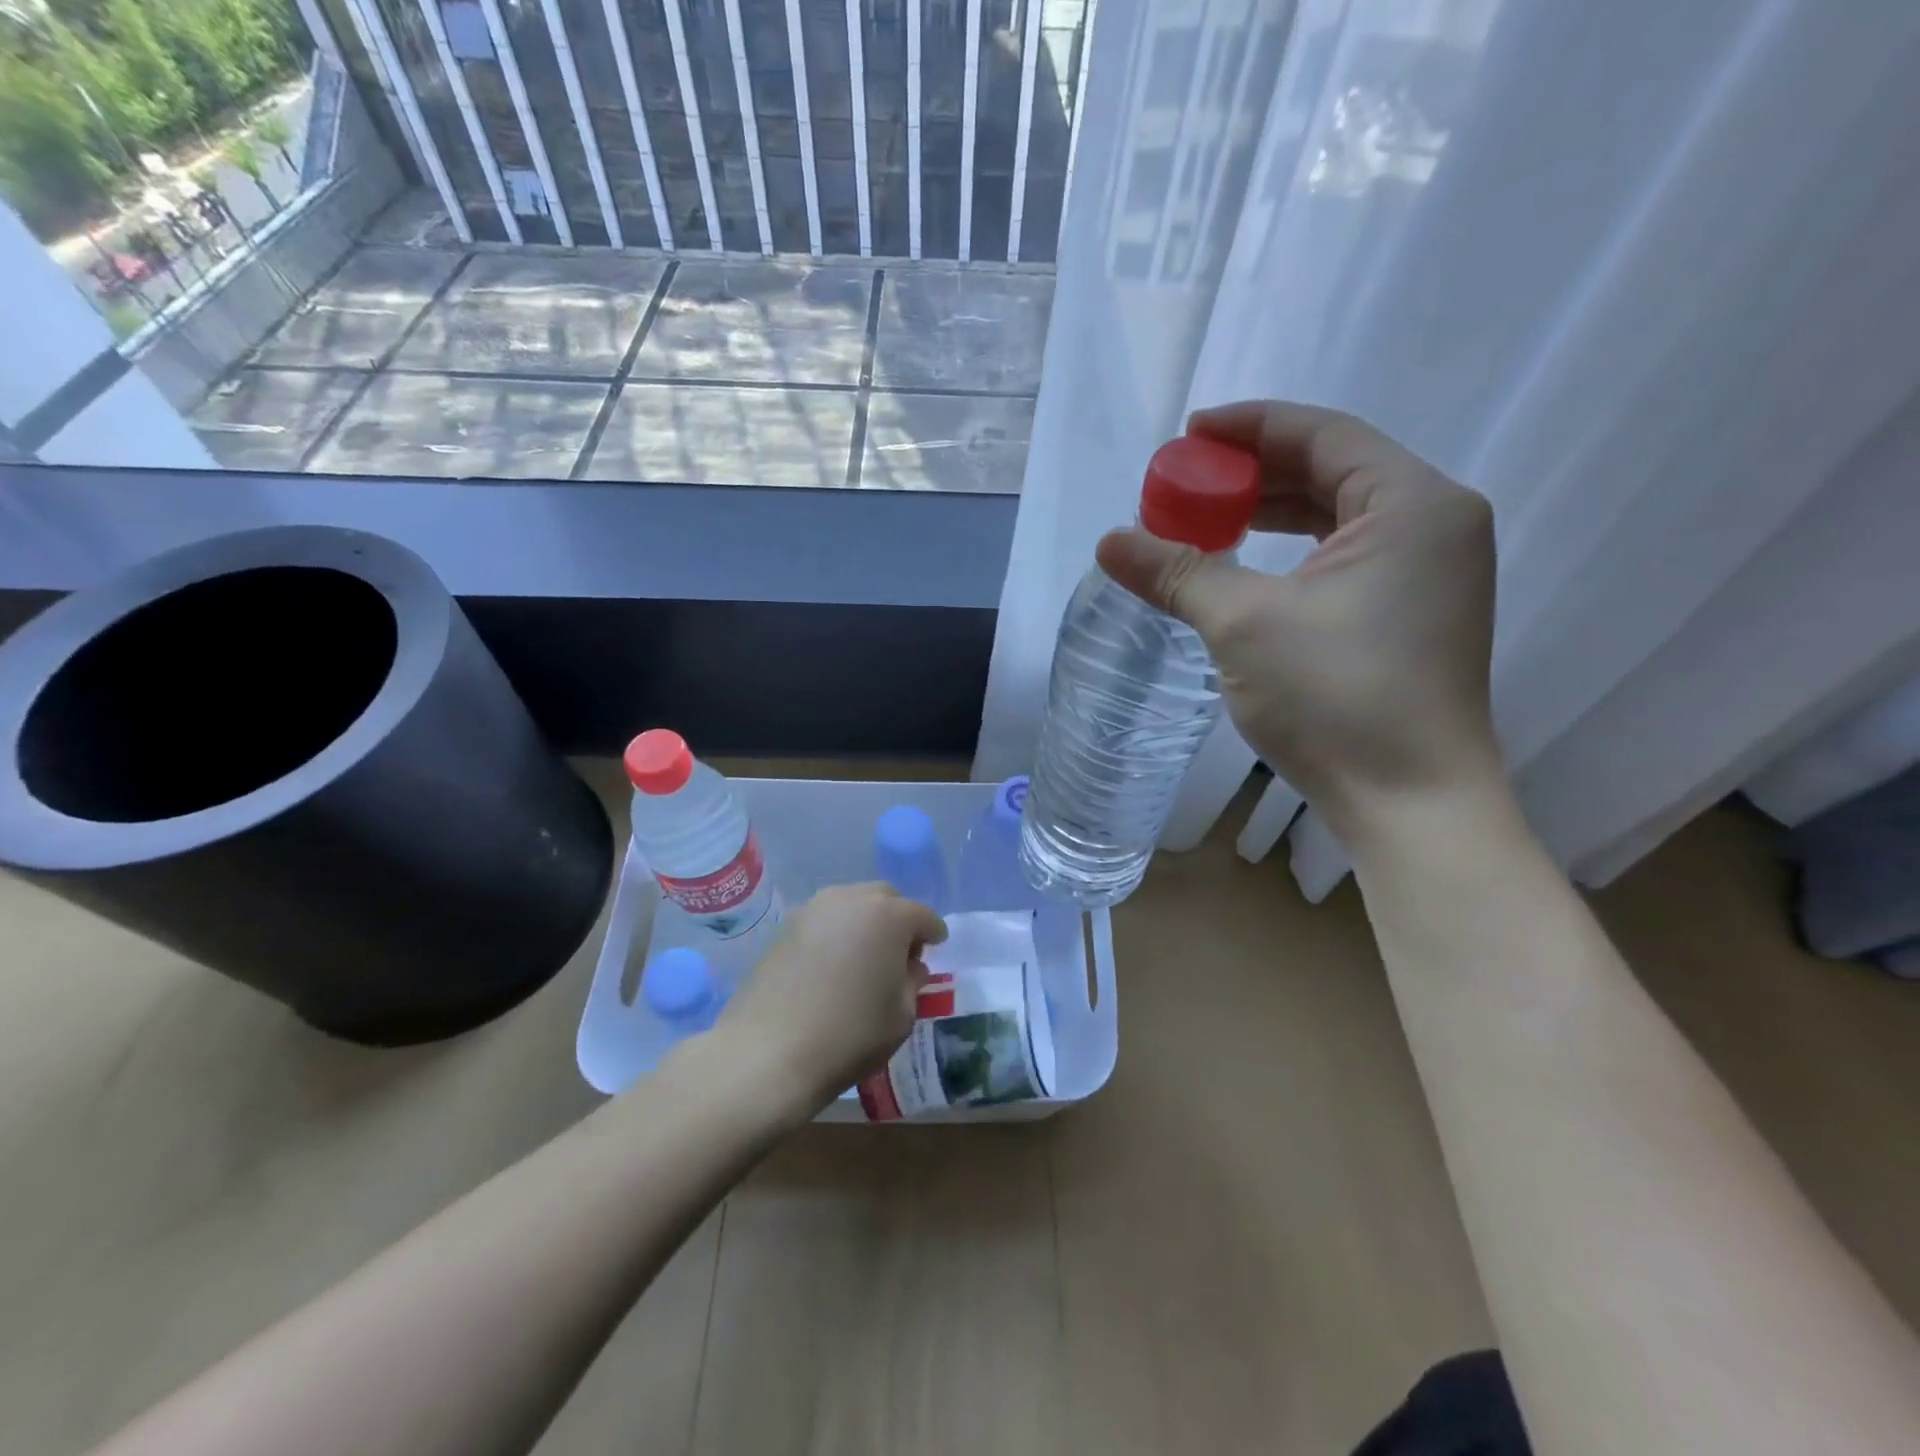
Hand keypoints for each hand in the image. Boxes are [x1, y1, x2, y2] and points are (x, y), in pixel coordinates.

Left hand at [718, 884, 946, 1113]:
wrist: (768, 1053)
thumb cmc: (849, 1035)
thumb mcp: (900, 1016)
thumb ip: (912, 982)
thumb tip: (911, 966)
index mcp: (890, 916)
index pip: (922, 916)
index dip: (933, 933)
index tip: (936, 947)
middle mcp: (852, 899)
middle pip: (886, 898)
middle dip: (898, 919)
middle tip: (900, 952)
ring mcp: (814, 909)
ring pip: (852, 903)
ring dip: (865, 921)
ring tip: (864, 955)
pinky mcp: (786, 926)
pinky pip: (824, 919)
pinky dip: (836, 932)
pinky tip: (833, 962)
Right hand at [1096, 401, 1500, 839]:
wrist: (1410, 803)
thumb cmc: (1336, 698)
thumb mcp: (1243, 624)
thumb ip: (1176, 572)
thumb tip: (1108, 542)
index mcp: (1411, 503)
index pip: (1322, 434)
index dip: (1248, 428)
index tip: (1188, 436)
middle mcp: (1435, 523)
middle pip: (1333, 470)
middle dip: (1254, 474)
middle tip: (1188, 486)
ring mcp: (1432, 573)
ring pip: (1341, 516)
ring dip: (1273, 513)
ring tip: (1209, 521)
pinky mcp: (1415, 614)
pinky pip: (1348, 556)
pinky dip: (1296, 552)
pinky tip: (1251, 567)